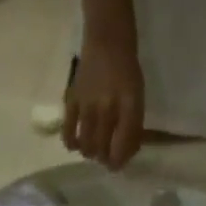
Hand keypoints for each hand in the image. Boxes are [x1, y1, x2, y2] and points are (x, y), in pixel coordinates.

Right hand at [64, 36, 144, 169]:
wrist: (106, 41)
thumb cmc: (127, 70)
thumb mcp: (138, 97)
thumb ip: (133, 125)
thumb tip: (125, 152)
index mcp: (129, 106)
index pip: (123, 145)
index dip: (120, 160)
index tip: (118, 164)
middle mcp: (108, 108)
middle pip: (103, 149)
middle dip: (105, 159)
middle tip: (105, 157)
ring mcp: (88, 105)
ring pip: (86, 145)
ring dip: (90, 153)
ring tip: (93, 151)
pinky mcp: (72, 101)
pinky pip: (68, 131)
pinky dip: (71, 143)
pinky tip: (75, 144)